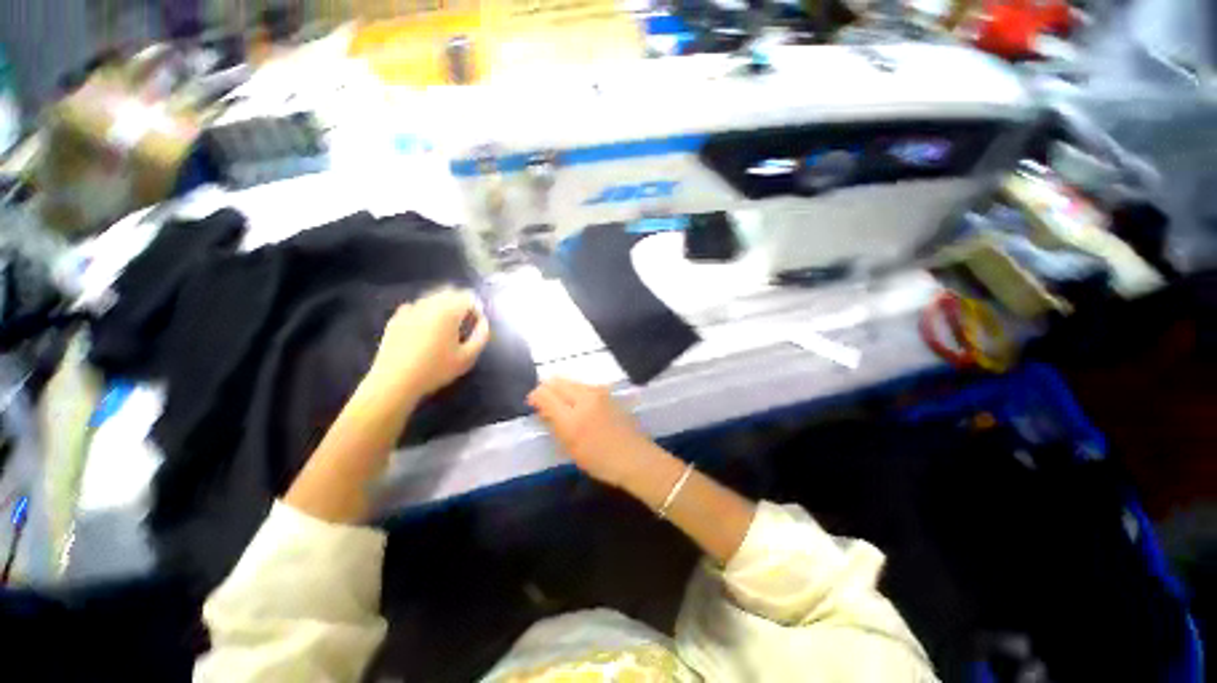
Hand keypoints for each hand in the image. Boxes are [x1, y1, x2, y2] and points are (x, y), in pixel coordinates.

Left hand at [368, 288, 489, 403]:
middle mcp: (429, 303)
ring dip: (443, 308)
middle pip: (450, 292)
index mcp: (448, 311)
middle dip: (461, 306)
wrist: (394, 381)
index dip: (477, 310)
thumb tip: (483, 322)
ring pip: (433, 298)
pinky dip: (425, 314)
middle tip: (463, 327)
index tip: (475, 328)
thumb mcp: (468, 357)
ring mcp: (410, 309)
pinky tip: (424, 332)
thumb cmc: (436, 369)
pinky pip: (417, 307)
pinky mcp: (396, 318)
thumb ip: (481, 336)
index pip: (469, 297)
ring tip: (445, 331)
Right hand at [528, 378, 665, 489]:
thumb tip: (542, 407)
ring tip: (560, 405)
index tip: (532, 405)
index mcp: (572, 416)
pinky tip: (576, 405)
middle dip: (547, 389)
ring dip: (561, 389)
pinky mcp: (607, 392)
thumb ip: (554, 423)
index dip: (535, 396)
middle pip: (558, 381)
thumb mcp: (571, 446)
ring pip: (570, 381)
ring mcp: (598, 392)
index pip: (545, 393)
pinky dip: (574, 391)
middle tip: (544, 403)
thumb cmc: (600, 460)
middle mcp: (585, 396)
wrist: (634, 457)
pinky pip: (583, 385)